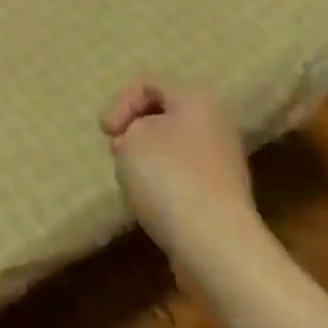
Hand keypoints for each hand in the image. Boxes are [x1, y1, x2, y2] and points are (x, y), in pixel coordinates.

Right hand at [102, 80, 256, 253]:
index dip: (120, 104)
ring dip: (144, 160)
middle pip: (162, 117)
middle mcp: (217, 125)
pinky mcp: (219, 195)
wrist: (212, 242)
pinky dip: (160, 185)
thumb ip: (130, 127)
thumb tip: (142, 141)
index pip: (149, 86)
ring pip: (170, 148)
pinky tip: (150, 202)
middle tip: (117, 152)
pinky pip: (180, 177)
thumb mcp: (133, 136)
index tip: (106, 134)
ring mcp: (221, 163)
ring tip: (131, 180)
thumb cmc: (168, 176)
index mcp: (199, 100)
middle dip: (133, 132)